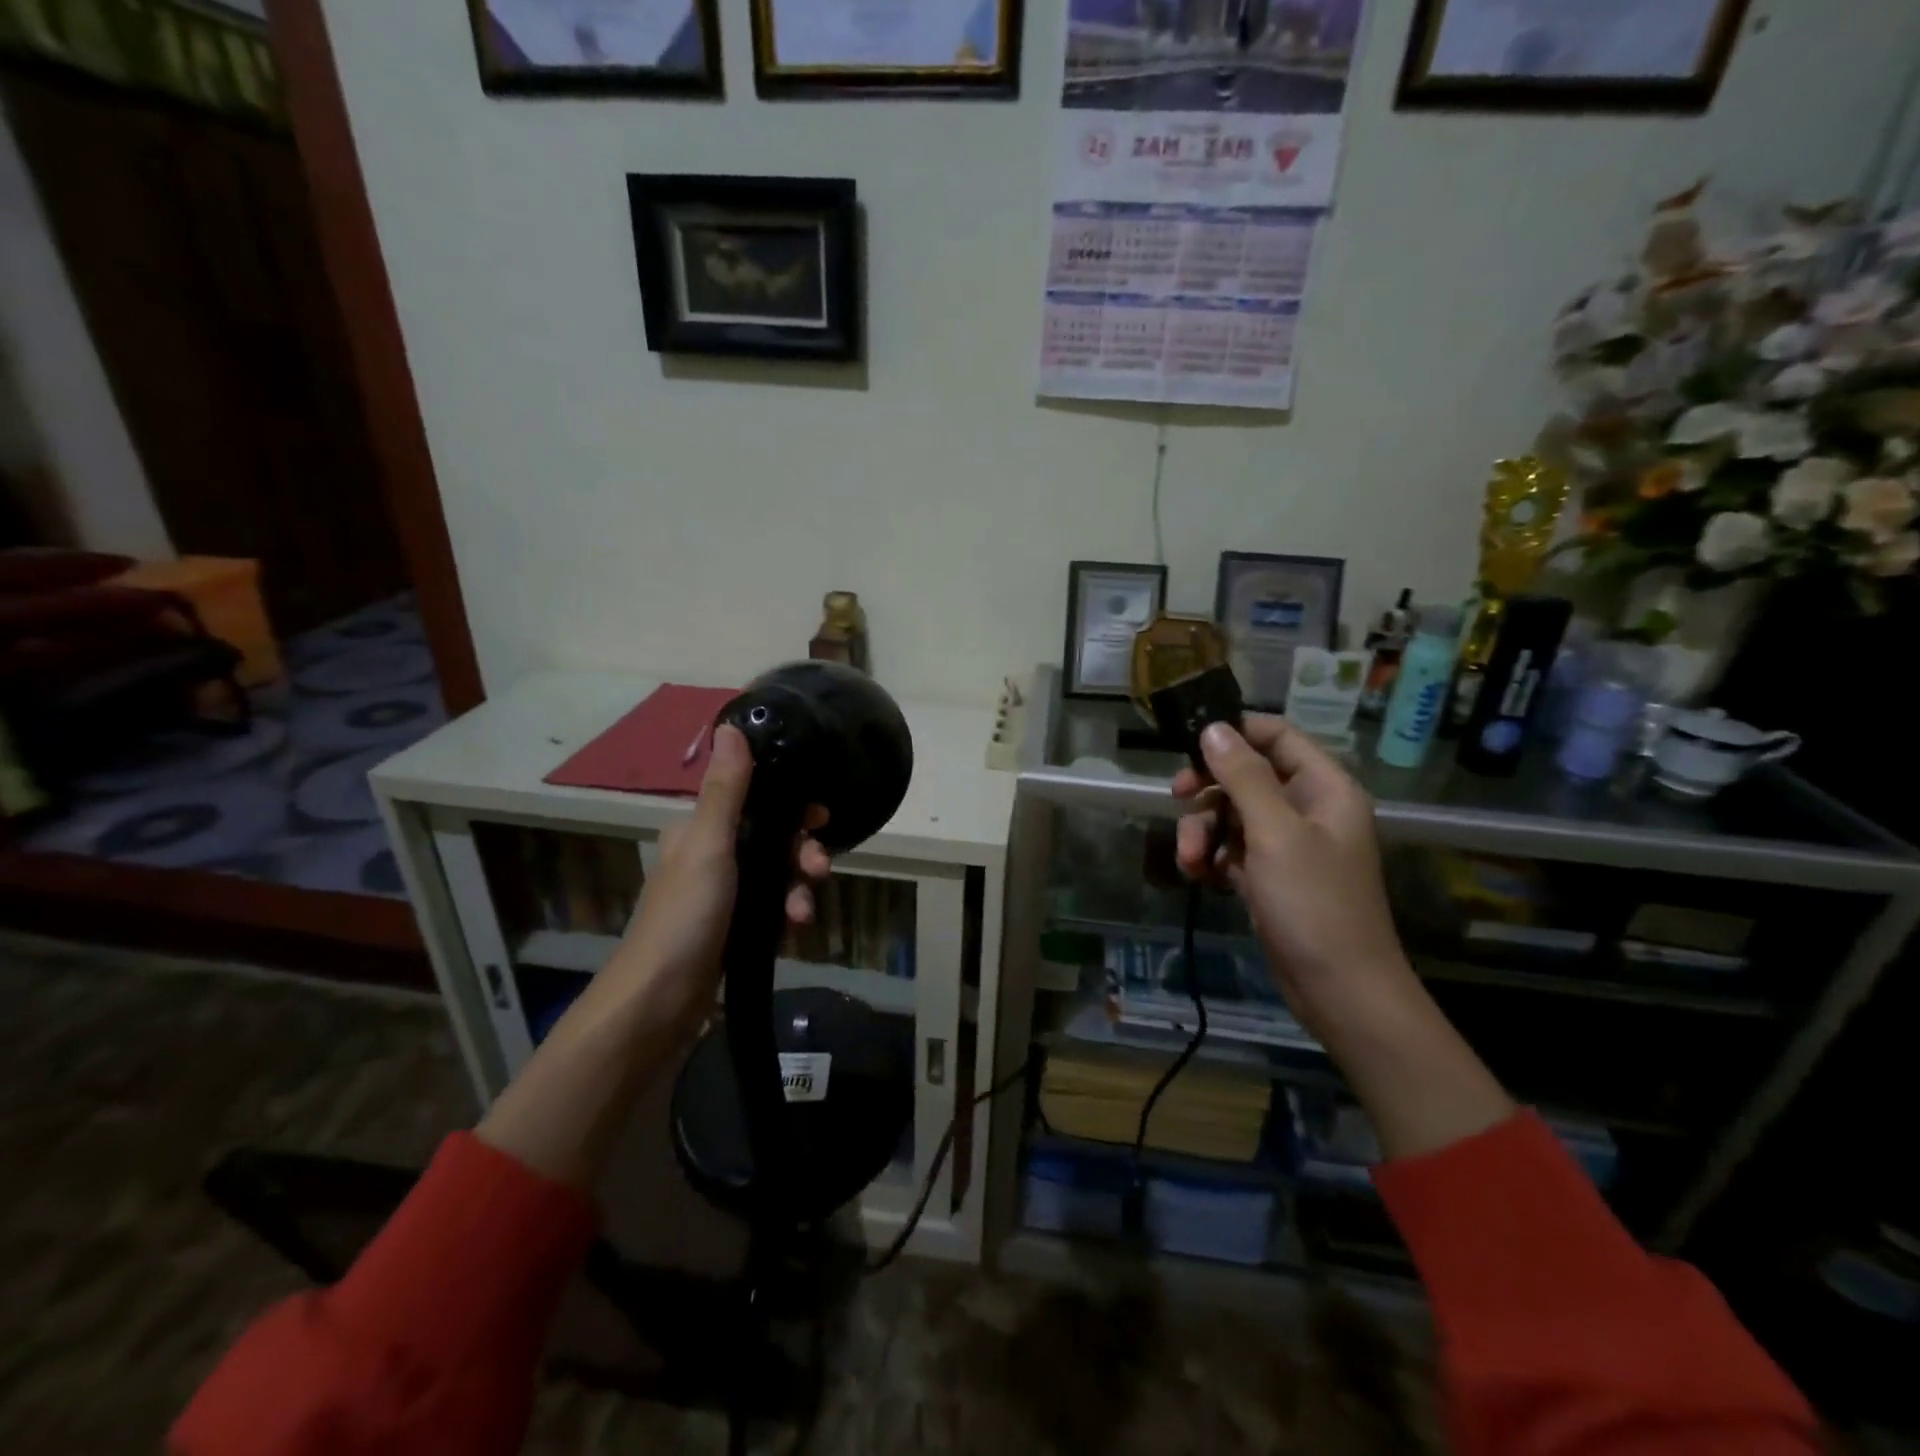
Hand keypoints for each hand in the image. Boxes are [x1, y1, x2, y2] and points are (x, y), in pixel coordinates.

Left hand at [606, 723, 830, 1036]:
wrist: (659, 1003)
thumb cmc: (684, 917)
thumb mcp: (710, 846)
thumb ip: (727, 790)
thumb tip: (732, 726)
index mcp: (698, 830)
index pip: (753, 799)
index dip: (789, 803)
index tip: (819, 816)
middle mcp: (710, 856)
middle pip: (771, 837)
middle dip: (800, 851)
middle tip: (820, 867)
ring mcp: (722, 895)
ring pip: (776, 874)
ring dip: (797, 887)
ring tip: (803, 911)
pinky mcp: (733, 928)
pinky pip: (772, 907)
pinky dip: (787, 912)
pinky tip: (796, 928)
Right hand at [1173, 716, 1514, 1158]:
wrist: (1340, 992)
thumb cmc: (1314, 905)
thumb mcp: (1275, 834)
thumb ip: (1243, 777)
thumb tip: (1213, 727)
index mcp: (1324, 787)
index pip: (1276, 735)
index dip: (1233, 733)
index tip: (1189, 746)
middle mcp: (1307, 808)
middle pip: (1245, 775)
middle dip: (1207, 790)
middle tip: (1176, 798)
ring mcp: (1287, 844)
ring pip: (1231, 813)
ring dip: (1202, 830)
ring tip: (1190, 861)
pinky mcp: (1270, 875)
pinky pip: (1231, 848)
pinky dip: (1211, 856)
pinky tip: (1198, 875)